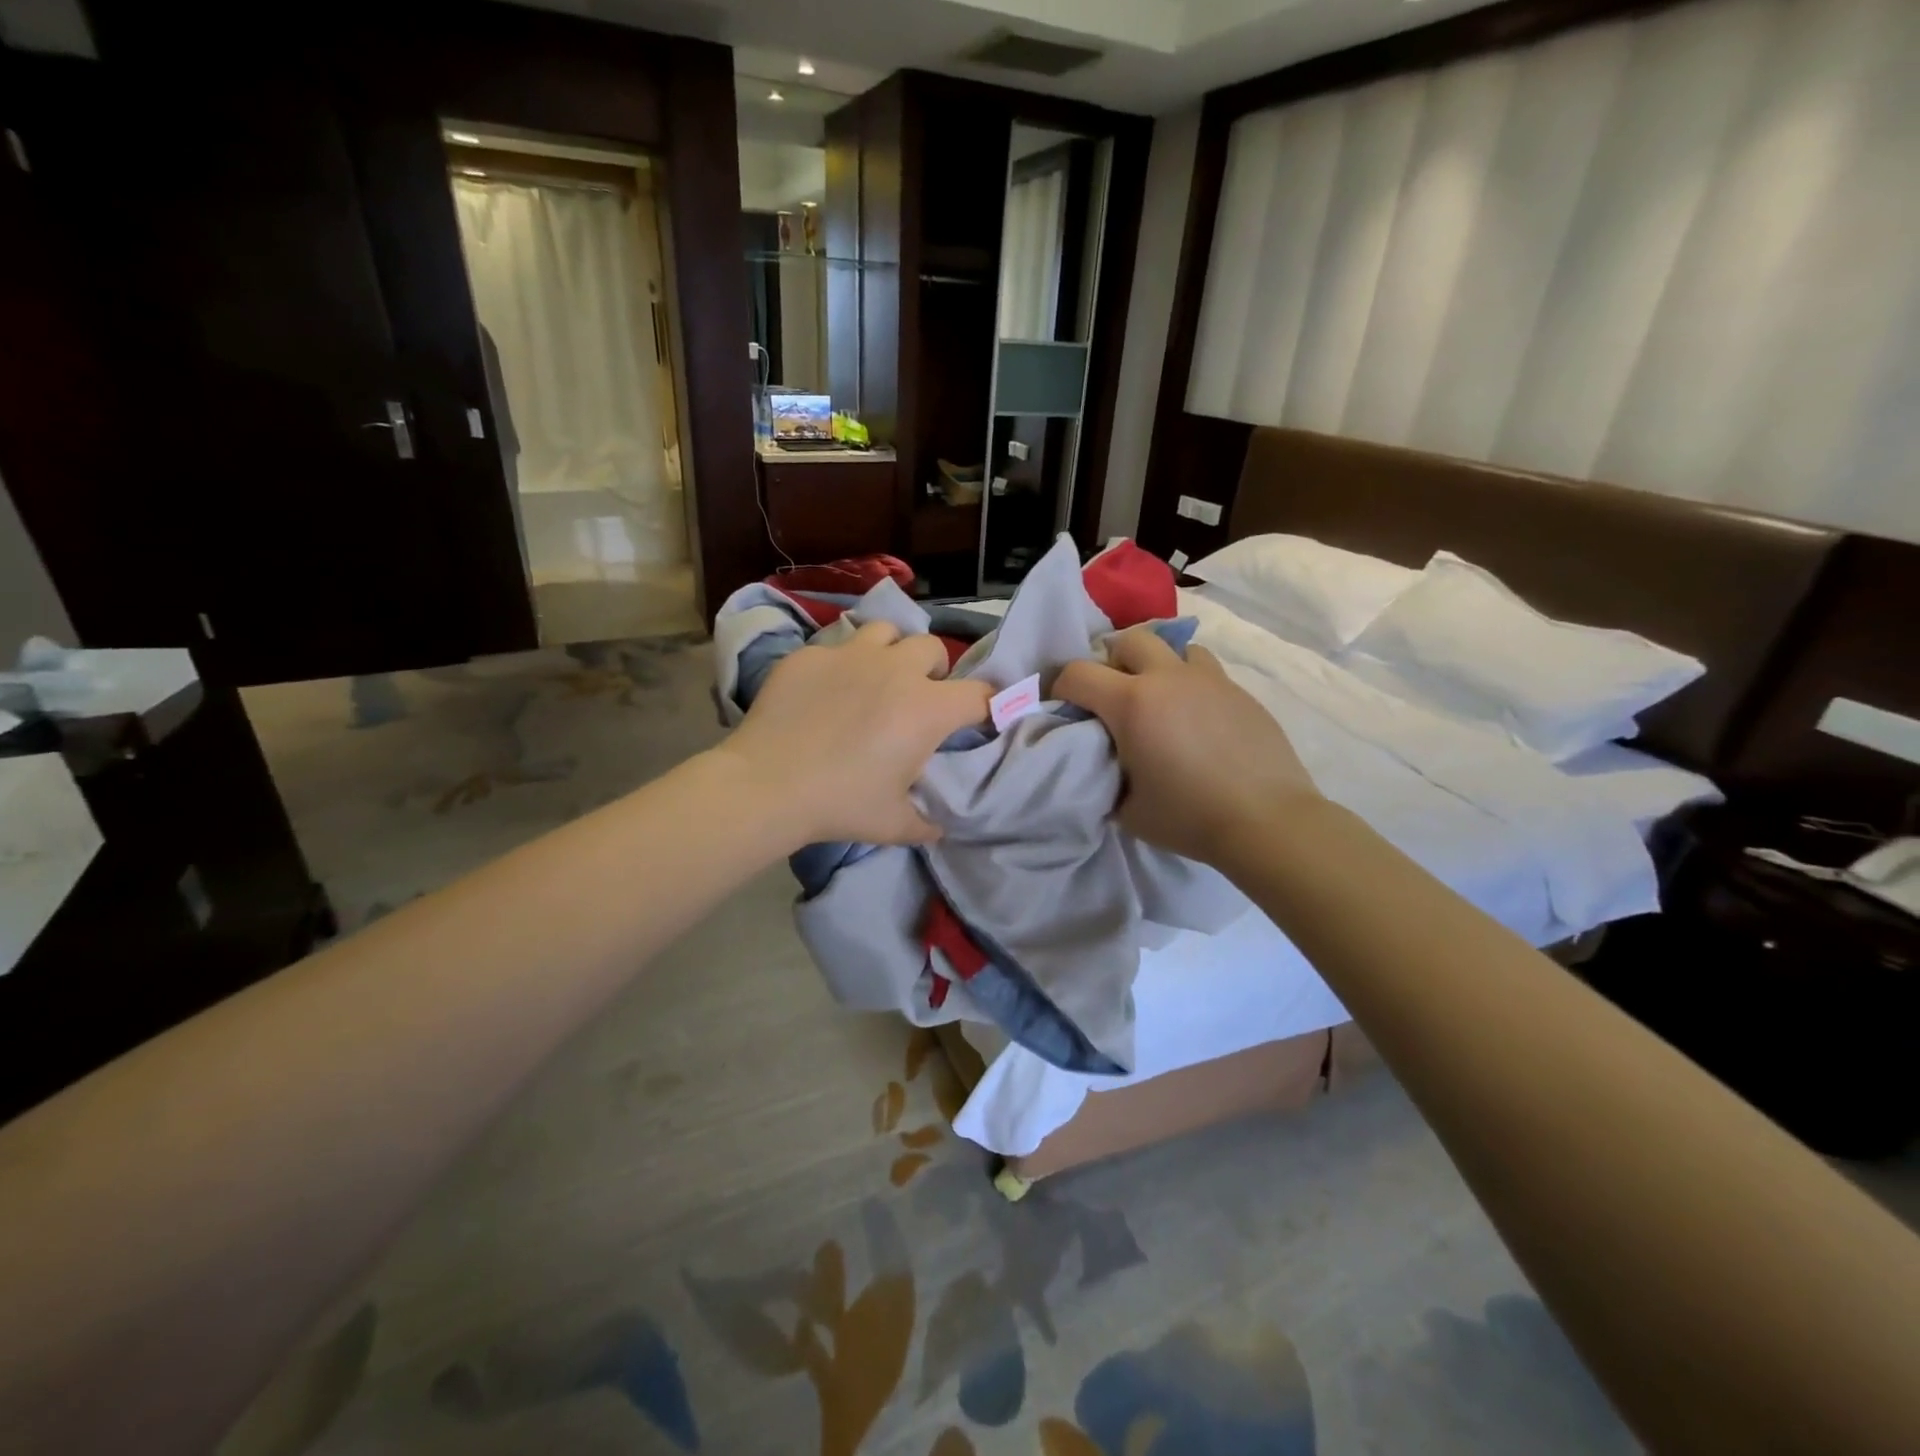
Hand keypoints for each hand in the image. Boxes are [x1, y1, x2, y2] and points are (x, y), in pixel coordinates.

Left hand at [719, 621, 992, 848]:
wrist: (766, 785)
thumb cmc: (841, 804)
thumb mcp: (893, 824)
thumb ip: (925, 823)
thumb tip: (937, 827)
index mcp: (927, 708)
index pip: (980, 694)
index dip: (989, 705)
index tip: (981, 718)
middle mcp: (896, 669)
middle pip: (933, 649)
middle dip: (934, 670)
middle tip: (918, 697)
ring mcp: (850, 654)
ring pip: (886, 632)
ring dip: (891, 652)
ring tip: (876, 678)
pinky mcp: (810, 655)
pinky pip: (838, 646)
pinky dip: (844, 663)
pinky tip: (826, 690)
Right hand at [1055, 627, 1319, 866]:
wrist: (1267, 821)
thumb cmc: (1189, 817)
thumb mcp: (1126, 808)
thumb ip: (1105, 775)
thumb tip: (1103, 763)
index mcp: (1132, 703)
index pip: (1078, 672)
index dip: (1061, 687)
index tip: (1066, 708)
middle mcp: (1168, 678)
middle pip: (1129, 640)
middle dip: (1111, 661)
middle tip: (1113, 696)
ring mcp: (1209, 681)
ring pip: (1174, 647)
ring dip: (1157, 665)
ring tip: (1159, 699)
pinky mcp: (1240, 692)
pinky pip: (1205, 672)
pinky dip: (1189, 685)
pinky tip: (1195, 720)